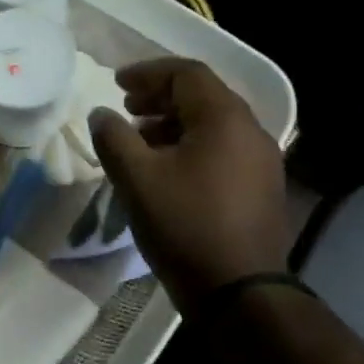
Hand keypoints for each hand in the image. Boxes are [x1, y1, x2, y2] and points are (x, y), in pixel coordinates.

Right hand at [89, 58, 291, 309]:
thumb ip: (114, 138)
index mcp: (224, 118)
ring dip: (174, 124)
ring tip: (141, 142)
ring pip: (213, 126)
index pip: (187, 74)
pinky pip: (223, 150)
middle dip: (160, 97)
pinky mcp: (262, 188)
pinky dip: (191, 147)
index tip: (116, 84)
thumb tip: (101, 114)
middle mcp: (251, 131)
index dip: (148, 73)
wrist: (239, 291)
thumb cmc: (185, 226)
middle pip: (203, 97)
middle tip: (126, 109)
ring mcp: (262, 161)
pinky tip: (168, 173)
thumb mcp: (137, 179)